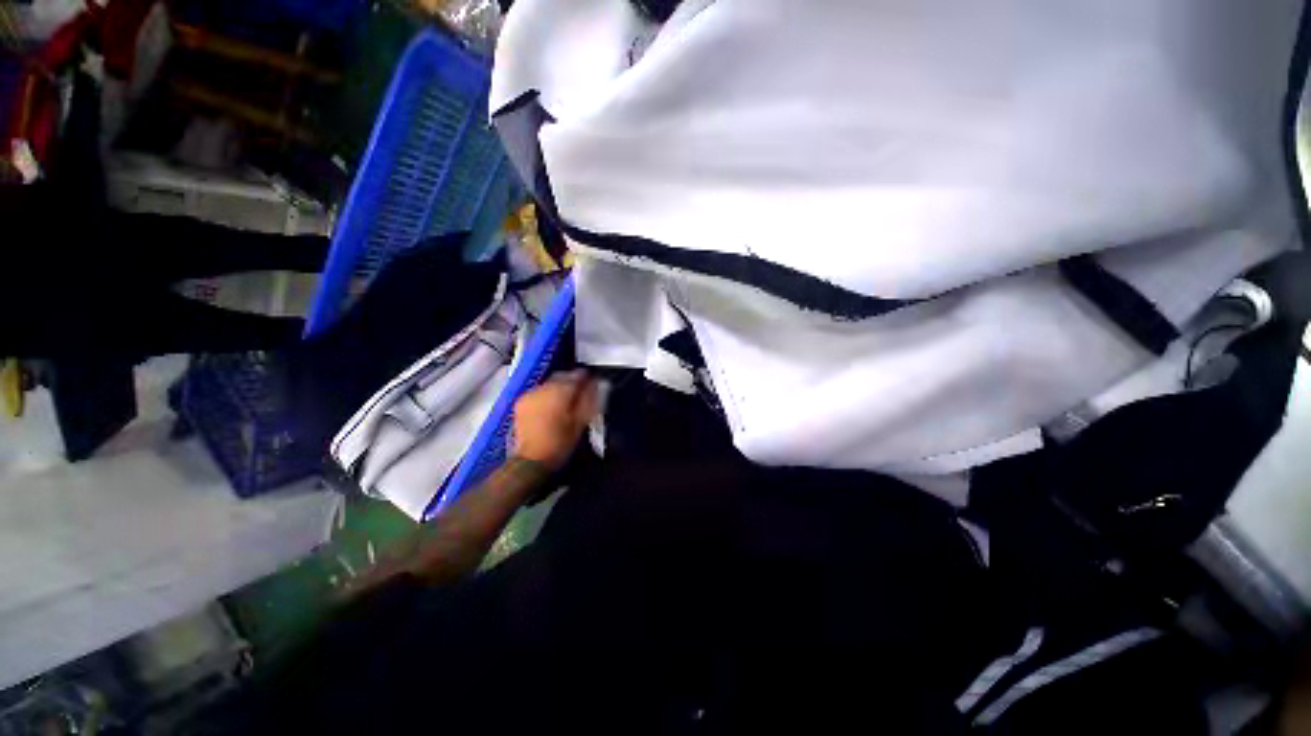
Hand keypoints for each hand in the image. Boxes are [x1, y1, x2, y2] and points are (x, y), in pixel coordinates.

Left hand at [511, 370, 600, 470]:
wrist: (531, 461)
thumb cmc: (560, 443)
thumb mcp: (581, 422)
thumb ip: (589, 399)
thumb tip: (595, 382)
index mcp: (559, 392)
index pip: (576, 375)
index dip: (586, 377)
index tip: (593, 382)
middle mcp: (543, 388)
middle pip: (561, 376)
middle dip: (572, 381)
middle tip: (581, 392)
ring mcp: (529, 393)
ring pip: (549, 383)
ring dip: (559, 387)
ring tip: (566, 399)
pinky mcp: (521, 401)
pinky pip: (539, 390)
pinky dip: (547, 394)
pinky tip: (551, 405)